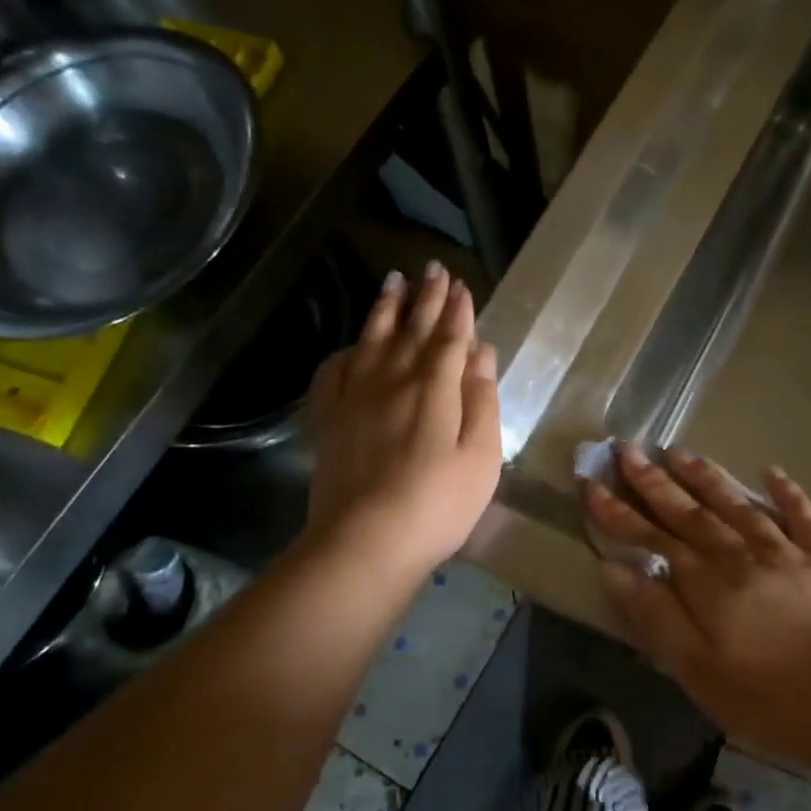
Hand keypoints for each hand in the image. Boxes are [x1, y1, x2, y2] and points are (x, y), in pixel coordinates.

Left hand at [304, 262, 501, 577]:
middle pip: (412, 329)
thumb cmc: (438, 504)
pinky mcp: (329, 418)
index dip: (457, 310)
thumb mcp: (482, 456)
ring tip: (393, 281)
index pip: (450, 337)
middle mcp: (394, 379)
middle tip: (432, 268)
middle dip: (426, 297)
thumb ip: (482, 400)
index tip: (461, 286)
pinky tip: (351, 346)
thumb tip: (481, 351)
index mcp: (435, 388)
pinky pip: (334, 371)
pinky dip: (345, 352)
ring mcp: (356, 397)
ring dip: (385, 308)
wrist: (365, 542)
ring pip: (372, 339)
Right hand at [587, 444, 810, 781]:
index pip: (650, 537)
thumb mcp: (699, 671)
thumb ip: (655, 617)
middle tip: (626, 448)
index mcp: (707, 583)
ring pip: (737, 504)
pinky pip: (803, 517)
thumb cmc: (773, 698)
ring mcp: (787, 552)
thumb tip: (613, 568)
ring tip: (679, 452)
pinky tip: (773, 471)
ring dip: (705, 477)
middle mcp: (741, 555)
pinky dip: (787, 493)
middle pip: (689, 511)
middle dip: (653, 480)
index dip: (617, 511)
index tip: (590, 482)